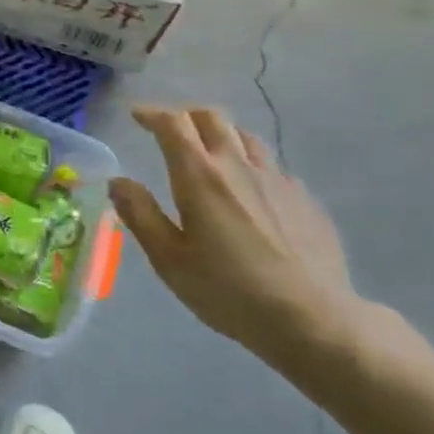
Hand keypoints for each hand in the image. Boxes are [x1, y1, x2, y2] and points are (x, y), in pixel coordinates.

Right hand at [111, 106, 360, 364]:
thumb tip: (118, 181)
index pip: (173, 123)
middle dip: (185, 115)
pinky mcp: (305, 199)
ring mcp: (277, 179)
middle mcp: (238, 165)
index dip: (151, 113)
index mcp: (200, 175)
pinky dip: (250, 165)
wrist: (314, 320)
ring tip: (209, 154)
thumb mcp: (169, 259)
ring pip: (245, 137)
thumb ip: (140, 214)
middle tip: (170, 129)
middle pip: (212, 117)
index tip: (136, 116)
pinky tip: (249, 192)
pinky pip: (272, 167)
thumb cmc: (229, 291)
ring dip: (220, 135)